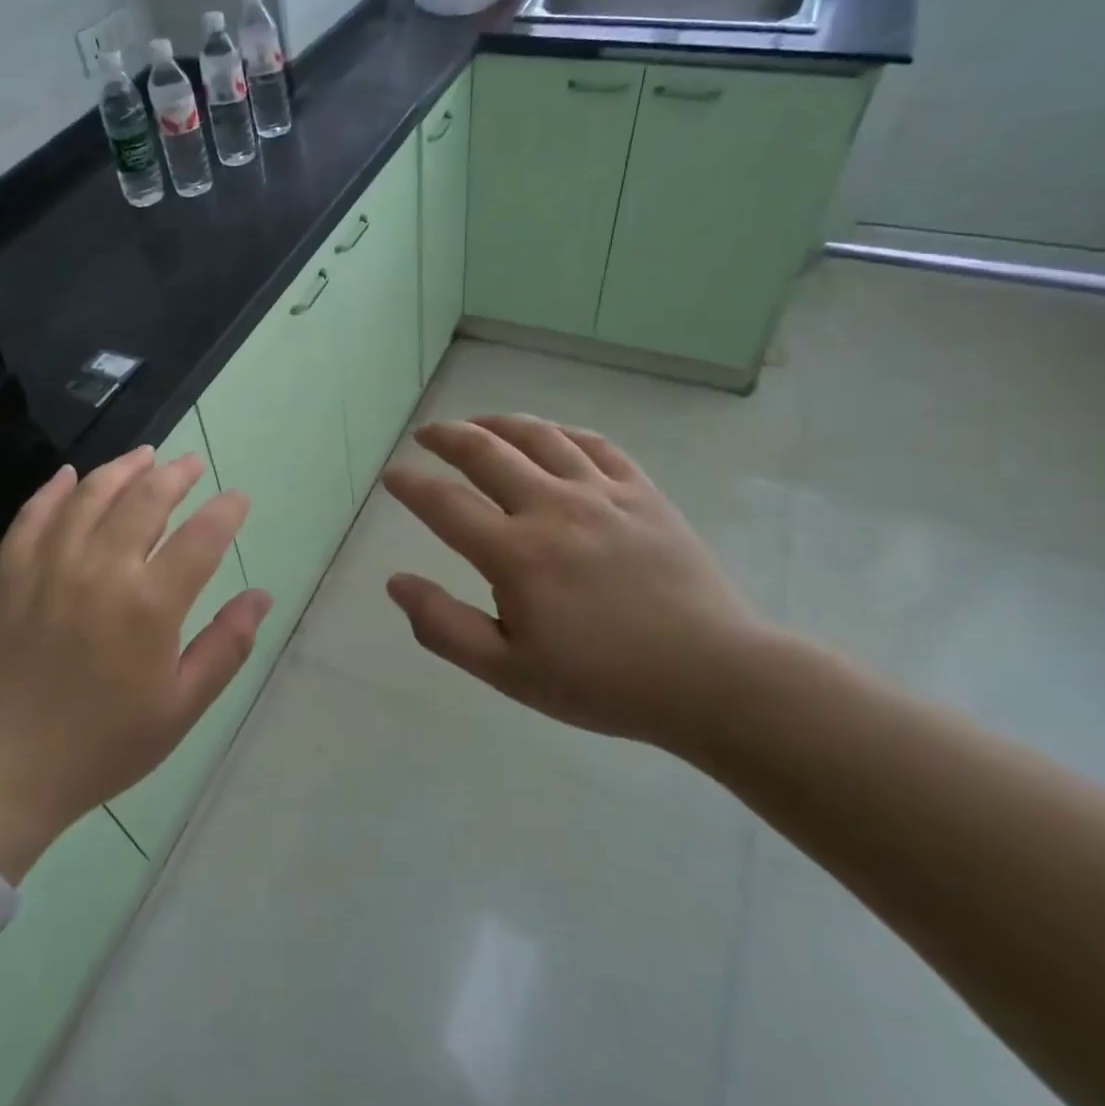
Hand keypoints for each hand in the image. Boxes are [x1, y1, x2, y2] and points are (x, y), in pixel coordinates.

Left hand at [0, 447, 270, 878]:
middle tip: (192, 464)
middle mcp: (101, 569)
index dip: (226, 511)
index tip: (238, 498)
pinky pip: (34, 514)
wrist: (2, 771)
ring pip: (91, 494)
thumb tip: (261, 596)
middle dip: (176, 475)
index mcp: (149, 604)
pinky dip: (55, 489)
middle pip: (145, 499)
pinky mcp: (10, 572)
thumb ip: (226, 646)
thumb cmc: (102, 745)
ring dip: (122, 469)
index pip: (201, 537)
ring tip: (144, 457)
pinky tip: (70, 475)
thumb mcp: (181, 707)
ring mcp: (49, 564)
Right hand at [380, 416, 769, 756]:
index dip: (411, 485)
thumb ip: (444, 627)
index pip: (444, 504)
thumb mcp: (509, 672)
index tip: (392, 476)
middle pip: (485, 452)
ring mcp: (601, 493)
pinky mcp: (642, 492)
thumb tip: (396, 583)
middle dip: (446, 436)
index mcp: (515, 553)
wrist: (712, 677)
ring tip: (476, 424)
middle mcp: (552, 508)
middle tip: (426, 435)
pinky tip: (548, 435)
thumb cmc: (602, 681)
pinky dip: (560, 432)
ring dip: (497, 423)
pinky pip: (594, 444)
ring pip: (538, 436)